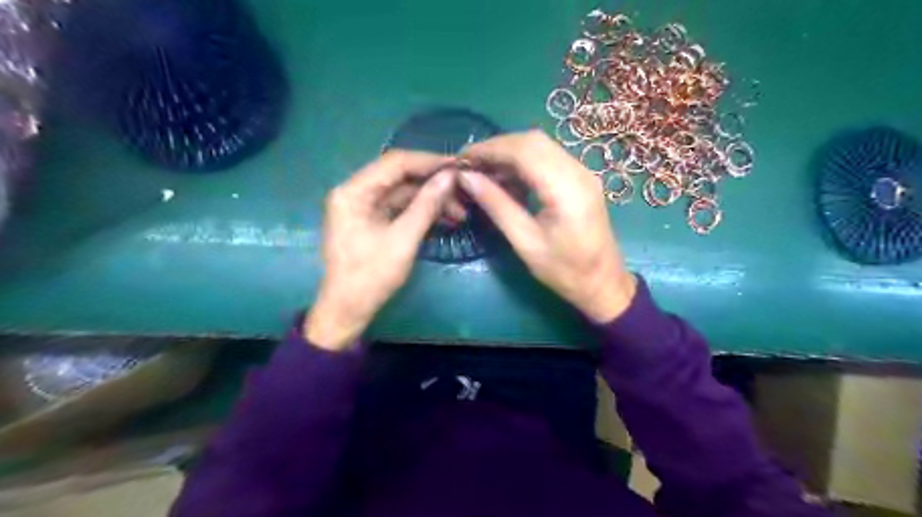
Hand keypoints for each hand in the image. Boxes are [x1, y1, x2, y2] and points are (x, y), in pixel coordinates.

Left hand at [304, 150, 456, 351]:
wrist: (348, 309)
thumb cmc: (371, 276)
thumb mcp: (403, 240)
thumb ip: (426, 205)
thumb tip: (451, 176)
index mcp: (353, 191)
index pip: (395, 163)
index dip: (429, 162)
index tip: (459, 165)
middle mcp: (356, 192)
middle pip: (400, 177)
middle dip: (433, 183)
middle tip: (464, 190)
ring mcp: (363, 207)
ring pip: (403, 193)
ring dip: (431, 200)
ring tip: (461, 212)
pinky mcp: (372, 220)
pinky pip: (400, 208)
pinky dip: (421, 212)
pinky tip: (445, 219)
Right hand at [458, 129, 635, 322]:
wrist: (603, 283)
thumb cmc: (563, 271)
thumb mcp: (524, 241)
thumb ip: (496, 205)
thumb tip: (466, 178)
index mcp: (566, 189)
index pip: (524, 150)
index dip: (490, 149)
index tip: (462, 158)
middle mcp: (578, 171)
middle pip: (533, 141)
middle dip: (497, 147)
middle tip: (470, 164)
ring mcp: (583, 173)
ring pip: (541, 146)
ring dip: (509, 153)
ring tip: (484, 171)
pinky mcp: (581, 179)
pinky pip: (549, 158)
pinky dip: (524, 162)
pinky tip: (507, 178)